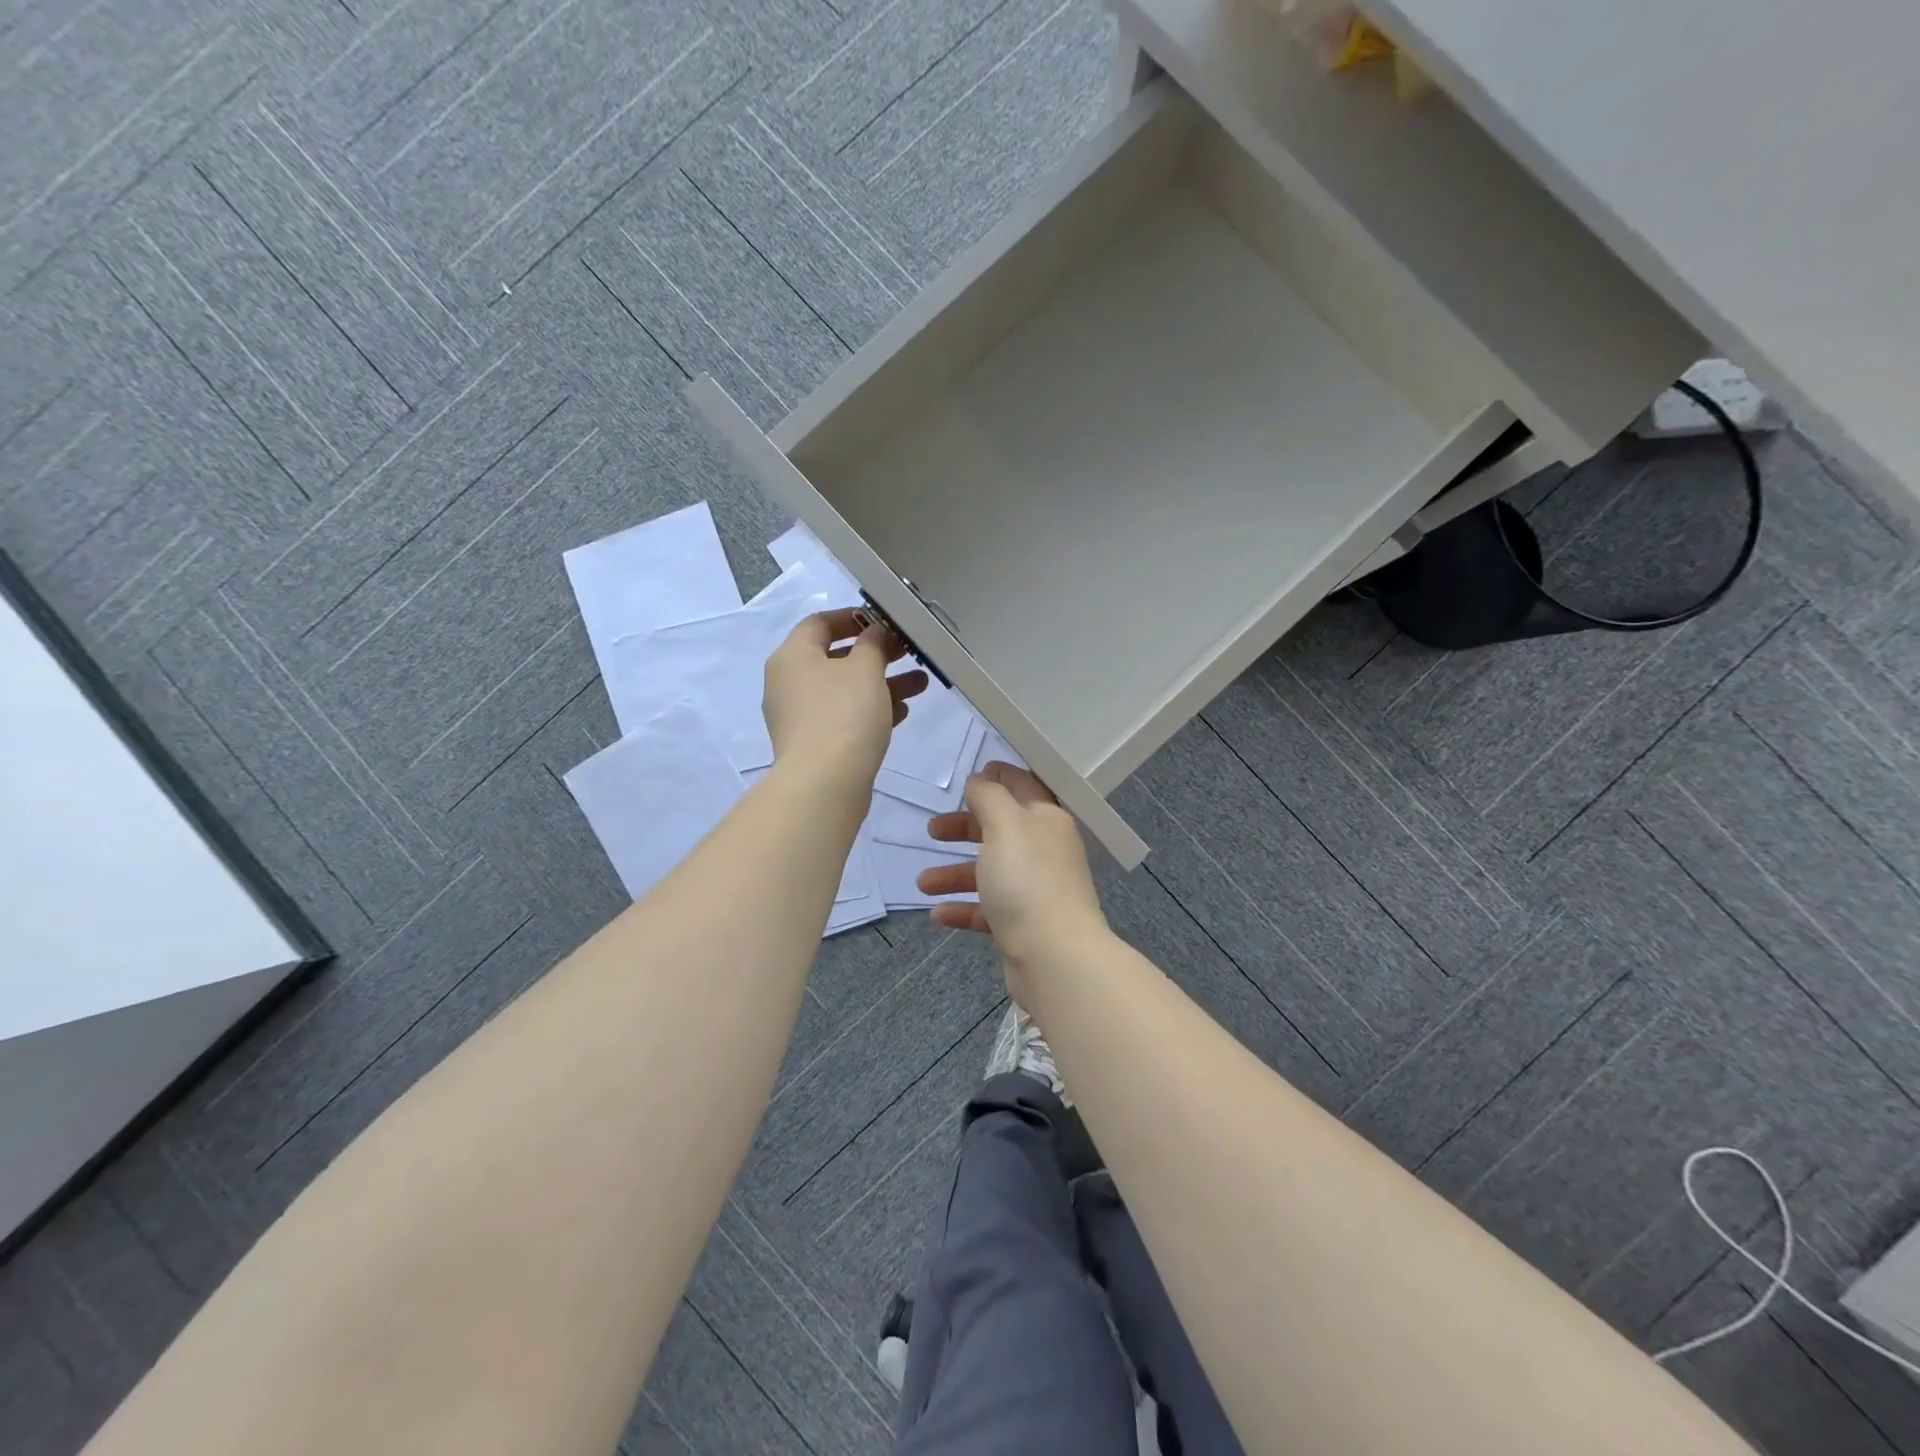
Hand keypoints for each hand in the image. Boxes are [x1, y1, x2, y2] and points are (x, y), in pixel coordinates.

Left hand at [763, 609, 926, 792]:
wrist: (824, 784)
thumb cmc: (843, 714)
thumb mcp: (865, 669)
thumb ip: (873, 644)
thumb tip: (875, 633)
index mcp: (792, 656)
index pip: (819, 623)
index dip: (853, 617)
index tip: (885, 621)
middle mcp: (788, 683)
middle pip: (835, 657)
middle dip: (877, 654)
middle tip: (909, 652)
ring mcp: (799, 716)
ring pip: (844, 690)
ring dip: (881, 683)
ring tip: (920, 684)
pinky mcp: (813, 744)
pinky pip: (843, 716)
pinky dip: (870, 710)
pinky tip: (902, 713)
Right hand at [916, 762, 1110, 984]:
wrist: (1054, 957)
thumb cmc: (1027, 880)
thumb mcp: (1004, 825)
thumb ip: (989, 797)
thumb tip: (981, 780)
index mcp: (1046, 820)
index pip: (1023, 786)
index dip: (999, 776)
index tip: (972, 774)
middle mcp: (1044, 850)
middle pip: (1000, 830)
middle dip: (965, 828)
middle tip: (933, 831)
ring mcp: (1035, 889)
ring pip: (990, 871)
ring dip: (955, 873)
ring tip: (922, 883)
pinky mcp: (1024, 924)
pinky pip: (988, 909)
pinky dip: (963, 908)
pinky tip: (937, 914)